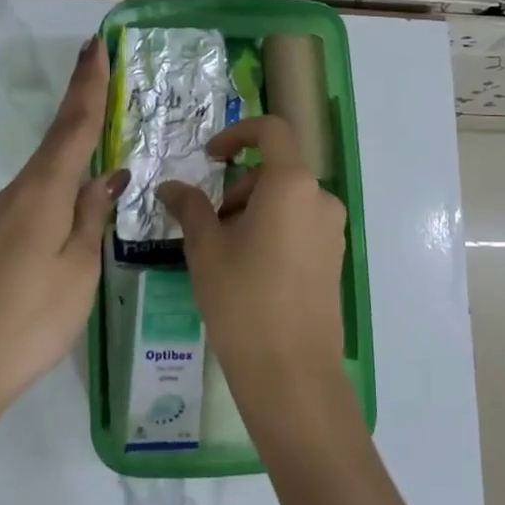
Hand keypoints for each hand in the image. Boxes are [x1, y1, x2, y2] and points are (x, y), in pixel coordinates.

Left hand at [0, 35, 124, 409]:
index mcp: (43, 191)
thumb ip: (92, 215)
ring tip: (101, 127)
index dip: (88, 84)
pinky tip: (74, 191)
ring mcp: (1, 216)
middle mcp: (18, 192)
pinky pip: (36, 193)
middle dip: (80, 101)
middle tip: (102, 68)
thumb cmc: (31, 318)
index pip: (74, 125)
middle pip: (57, 138)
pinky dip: (60, 176)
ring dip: (72, 140)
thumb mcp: (79, 267)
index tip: (96, 44)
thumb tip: (108, 175)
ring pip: (46, 168)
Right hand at [156, 116, 349, 417]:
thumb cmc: (243, 300)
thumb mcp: (206, 249)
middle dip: (238, 188)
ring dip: (253, 211)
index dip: (238, 133)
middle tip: (209, 226)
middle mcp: (320, 197)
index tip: (211, 158)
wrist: (292, 373)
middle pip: (275, 171)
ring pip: (286, 200)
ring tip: (226, 254)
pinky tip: (251, 270)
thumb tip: (169, 187)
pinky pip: (300, 224)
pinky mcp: (334, 257)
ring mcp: (333, 229)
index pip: (272, 131)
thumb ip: (190, 207)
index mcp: (292, 184)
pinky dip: (273, 229)